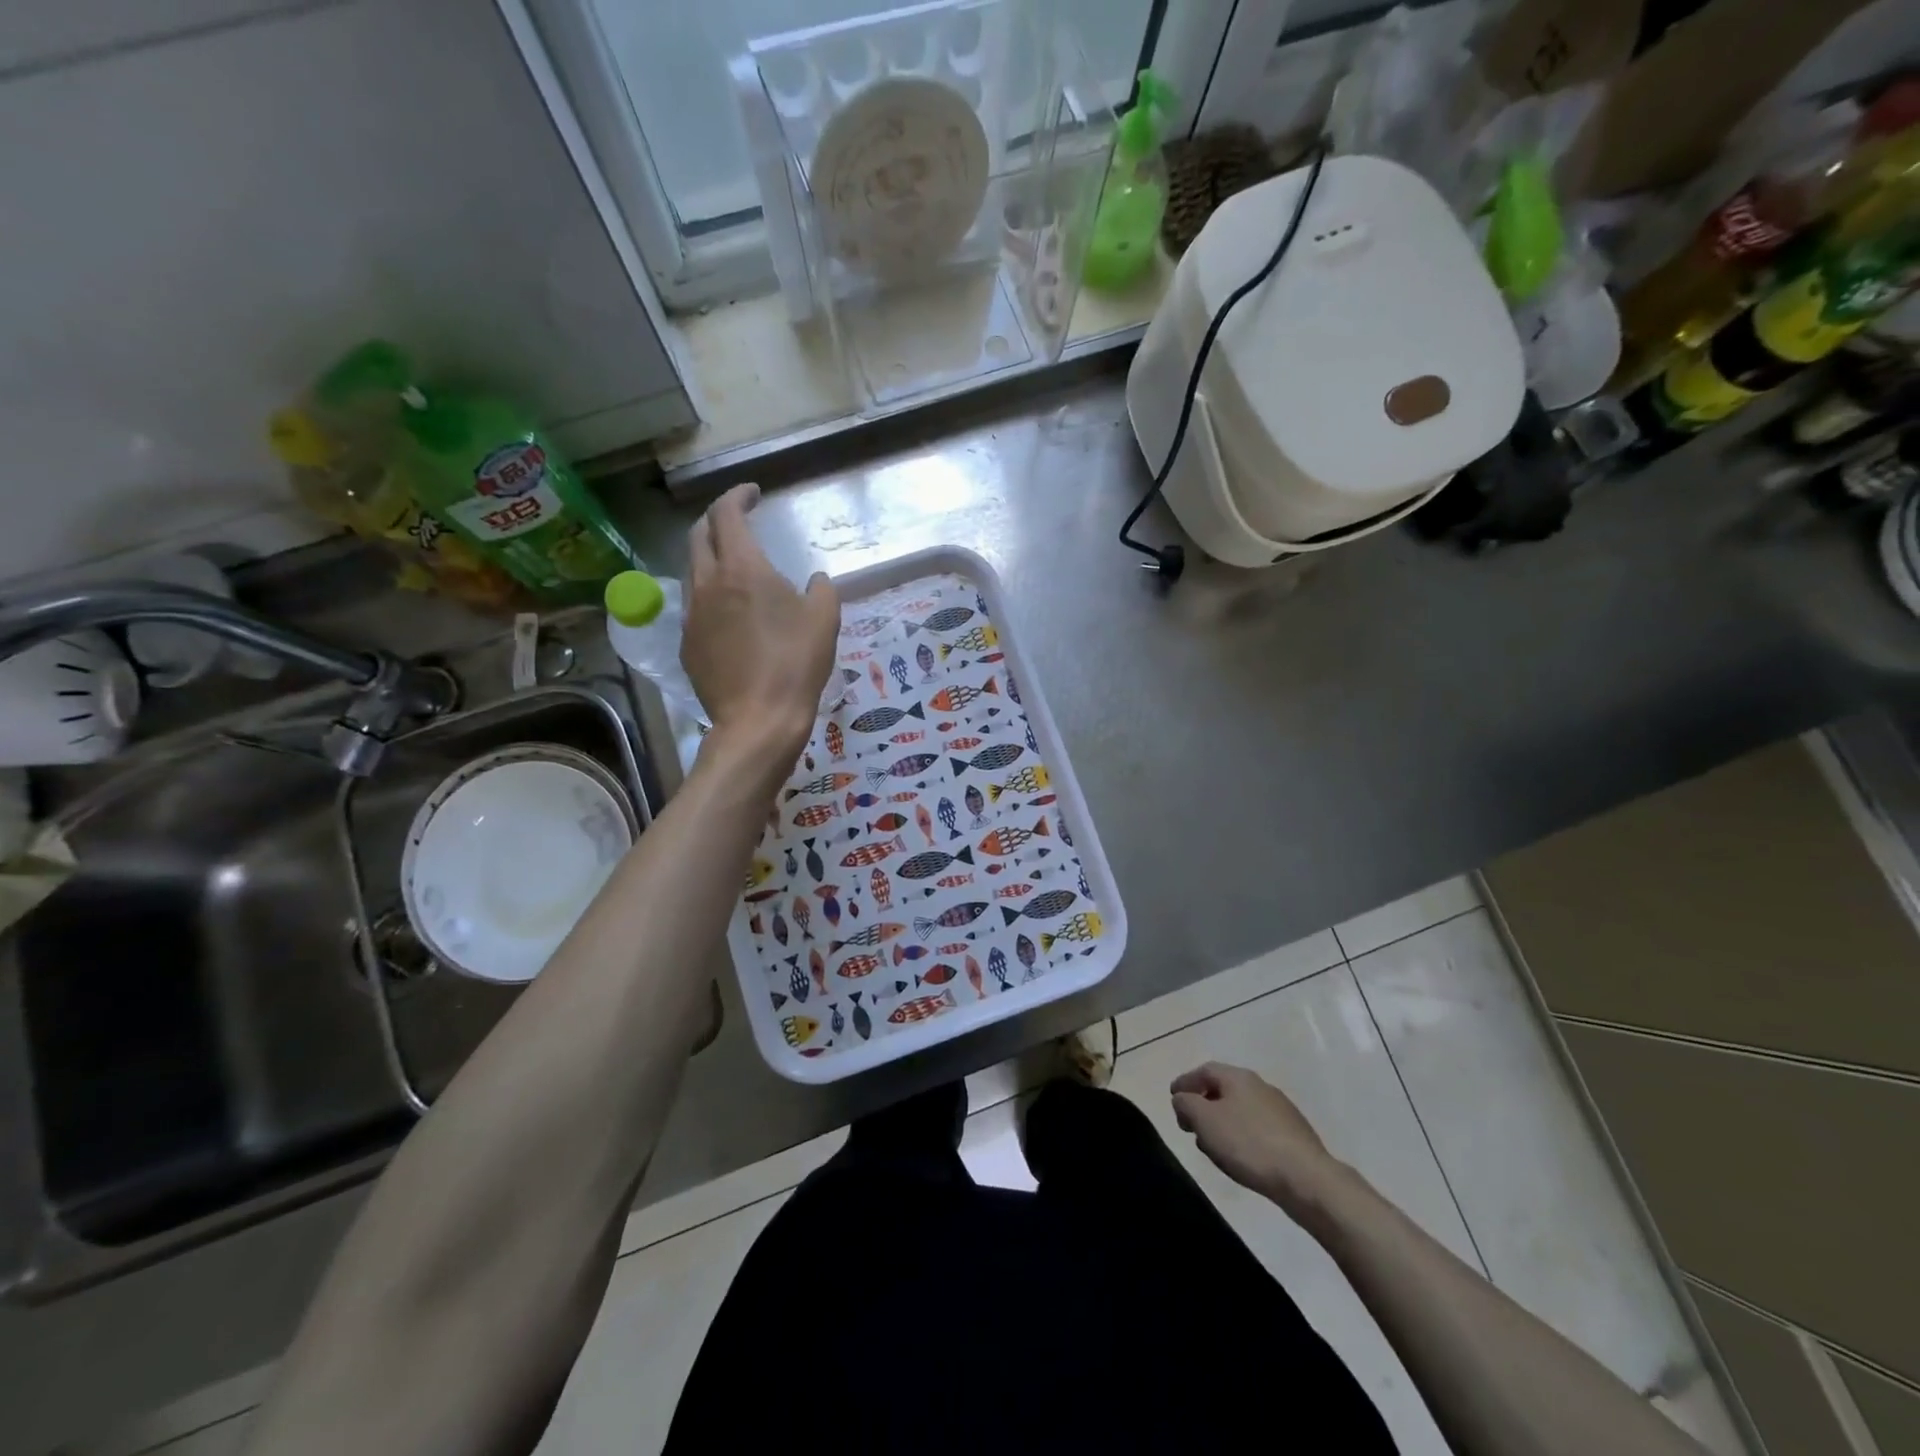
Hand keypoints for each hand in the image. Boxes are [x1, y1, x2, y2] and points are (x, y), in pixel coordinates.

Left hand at [682, 483, 838, 773]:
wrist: (758, 720)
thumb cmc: (796, 665)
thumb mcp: (825, 620)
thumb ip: (820, 590)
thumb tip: (813, 580)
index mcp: (742, 569)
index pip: (727, 515)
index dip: (737, 496)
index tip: (753, 494)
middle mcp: (708, 584)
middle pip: (699, 535)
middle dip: (717, 520)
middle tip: (738, 522)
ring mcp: (691, 615)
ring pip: (693, 570)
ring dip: (710, 557)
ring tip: (734, 567)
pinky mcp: (687, 644)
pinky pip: (694, 606)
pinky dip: (710, 594)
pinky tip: (729, 613)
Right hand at [1171, 1062, 1344, 1218]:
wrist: (1307, 1179)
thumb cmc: (1248, 1143)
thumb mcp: (1205, 1121)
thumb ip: (1186, 1104)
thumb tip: (1182, 1099)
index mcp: (1238, 1077)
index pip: (1204, 1070)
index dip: (1185, 1082)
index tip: (1173, 1098)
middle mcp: (1261, 1086)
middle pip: (1224, 1089)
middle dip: (1203, 1105)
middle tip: (1190, 1126)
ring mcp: (1281, 1110)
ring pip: (1241, 1110)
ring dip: (1222, 1123)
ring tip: (1213, 1146)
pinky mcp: (1294, 1135)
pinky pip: (1258, 1129)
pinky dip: (1242, 1137)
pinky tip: (1241, 1158)